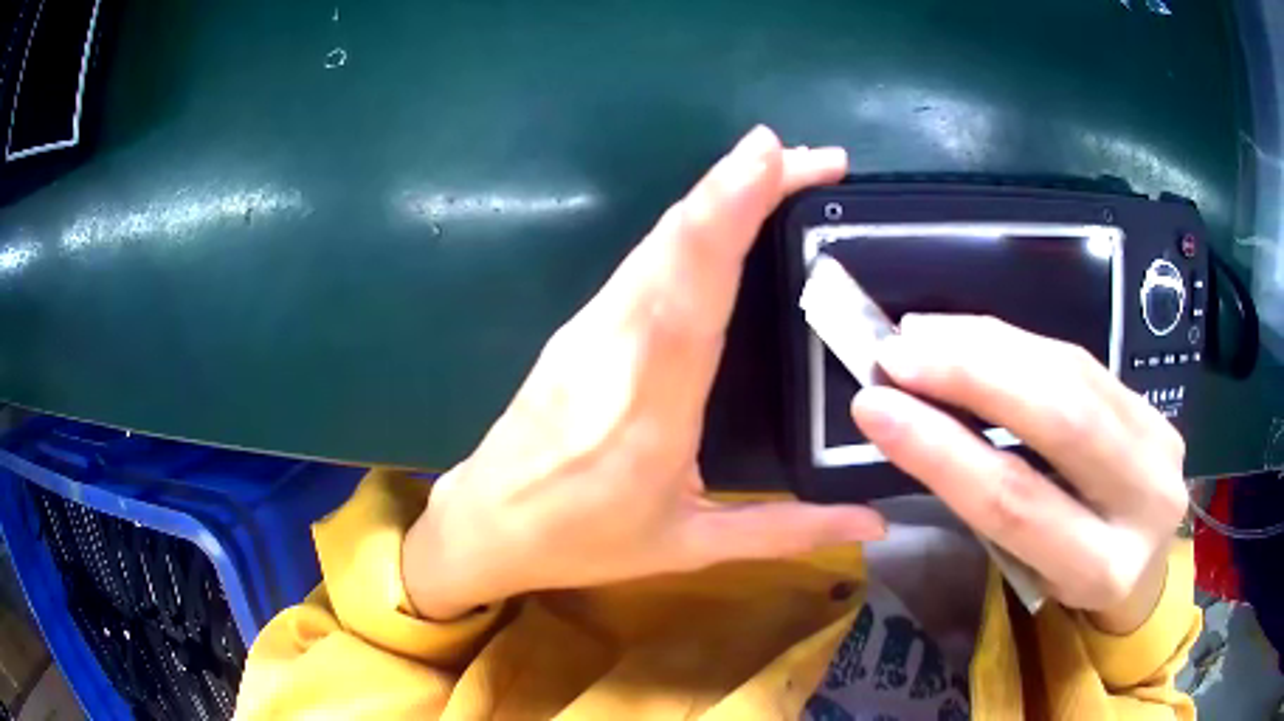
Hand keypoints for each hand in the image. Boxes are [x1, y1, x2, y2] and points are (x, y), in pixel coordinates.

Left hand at [405, 127, 885, 619]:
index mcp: (652, 405)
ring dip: (719, 193)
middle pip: (677, 240)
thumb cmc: (583, 541)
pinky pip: (642, 258)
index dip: (727, 211)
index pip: (693, 288)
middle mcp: (616, 347)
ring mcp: (589, 327)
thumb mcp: (690, 547)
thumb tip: (875, 522)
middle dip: (745, 181)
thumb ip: (787, 531)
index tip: (772, 157)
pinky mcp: (579, 324)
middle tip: (816, 159)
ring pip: (658, 239)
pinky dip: (691, 224)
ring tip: (781, 169)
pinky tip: (724, 214)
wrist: (487, 522)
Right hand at [852, 315, 1188, 632]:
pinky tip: (973, 335)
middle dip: (971, 375)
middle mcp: (1146, 502)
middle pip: (1060, 419)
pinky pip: (1082, 360)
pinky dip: (1019, 341)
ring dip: (989, 345)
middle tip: (897, 353)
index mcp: (1104, 571)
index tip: (874, 407)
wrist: (1146, 569)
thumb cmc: (1072, 582)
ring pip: (1072, 374)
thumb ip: (993, 503)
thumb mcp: (1030, 571)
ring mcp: (1161, 442)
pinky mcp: (1157, 406)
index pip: (1018, 503)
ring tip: (922, 334)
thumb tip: (918, 425)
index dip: (943, 450)